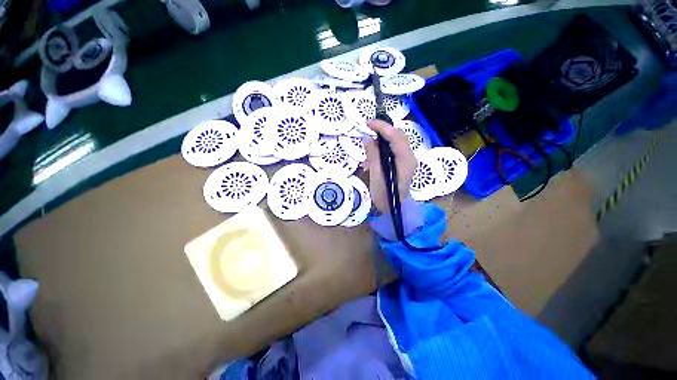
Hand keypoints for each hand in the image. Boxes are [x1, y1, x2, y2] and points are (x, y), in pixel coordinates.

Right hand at [363, 120, 416, 212]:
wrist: (393, 209)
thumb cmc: (384, 195)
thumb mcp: (376, 176)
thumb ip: (373, 156)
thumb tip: (368, 139)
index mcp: (405, 160)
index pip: (396, 137)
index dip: (382, 127)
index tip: (368, 123)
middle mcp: (410, 157)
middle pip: (399, 135)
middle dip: (384, 129)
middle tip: (368, 128)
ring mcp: (408, 159)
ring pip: (397, 140)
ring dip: (384, 136)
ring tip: (370, 137)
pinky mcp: (403, 162)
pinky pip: (395, 147)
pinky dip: (385, 144)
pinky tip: (376, 149)